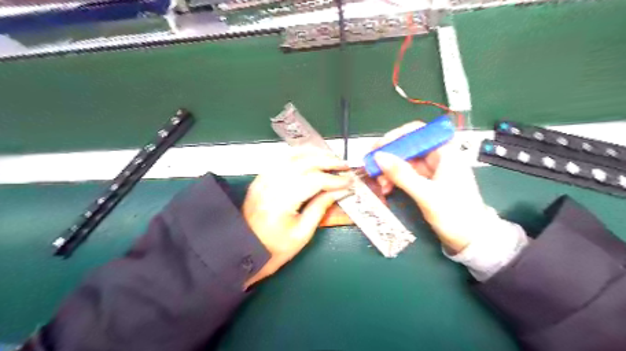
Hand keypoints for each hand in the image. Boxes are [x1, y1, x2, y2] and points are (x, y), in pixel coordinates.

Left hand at [244, 150, 353, 288]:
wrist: (244, 249)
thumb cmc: (275, 248)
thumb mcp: (303, 234)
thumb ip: (321, 208)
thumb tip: (340, 191)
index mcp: (281, 203)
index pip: (313, 181)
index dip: (334, 179)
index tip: (349, 181)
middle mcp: (271, 185)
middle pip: (304, 163)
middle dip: (327, 161)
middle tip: (344, 165)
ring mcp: (263, 179)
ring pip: (292, 156)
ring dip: (314, 154)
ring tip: (331, 158)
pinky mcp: (260, 178)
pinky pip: (281, 158)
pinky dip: (298, 154)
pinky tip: (311, 156)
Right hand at [370, 122, 493, 253]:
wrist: (471, 240)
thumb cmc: (455, 215)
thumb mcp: (426, 194)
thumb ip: (402, 174)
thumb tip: (379, 156)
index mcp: (445, 152)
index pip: (417, 132)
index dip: (396, 136)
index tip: (379, 147)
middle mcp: (437, 157)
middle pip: (407, 147)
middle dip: (388, 157)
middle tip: (372, 167)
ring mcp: (431, 171)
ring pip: (404, 162)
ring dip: (389, 171)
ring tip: (380, 184)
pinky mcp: (426, 183)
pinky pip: (405, 175)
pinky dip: (394, 180)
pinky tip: (386, 189)